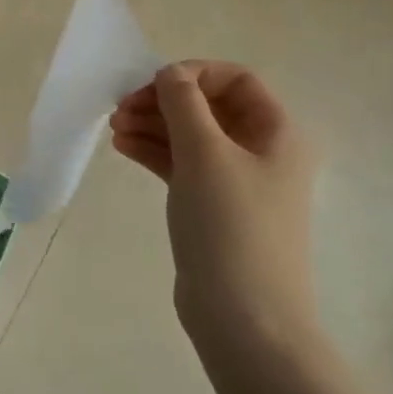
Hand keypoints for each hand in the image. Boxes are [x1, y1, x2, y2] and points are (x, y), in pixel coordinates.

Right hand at [110, 61, 320, 355]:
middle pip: (209, 106)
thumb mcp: (204, 153)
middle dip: (164, 100)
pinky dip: (154, 151)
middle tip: (122, 107)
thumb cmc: (231, 225)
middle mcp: (262, 151)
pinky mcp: (213, 206)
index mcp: (278, 133)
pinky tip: (123, 147)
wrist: (245, 319)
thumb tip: (169, 74)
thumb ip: (183, 103)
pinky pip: (182, 163)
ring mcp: (237, 181)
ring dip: (153, 124)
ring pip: (191, 135)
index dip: (193, 73)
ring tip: (114, 127)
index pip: (236, 80)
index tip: (152, 85)